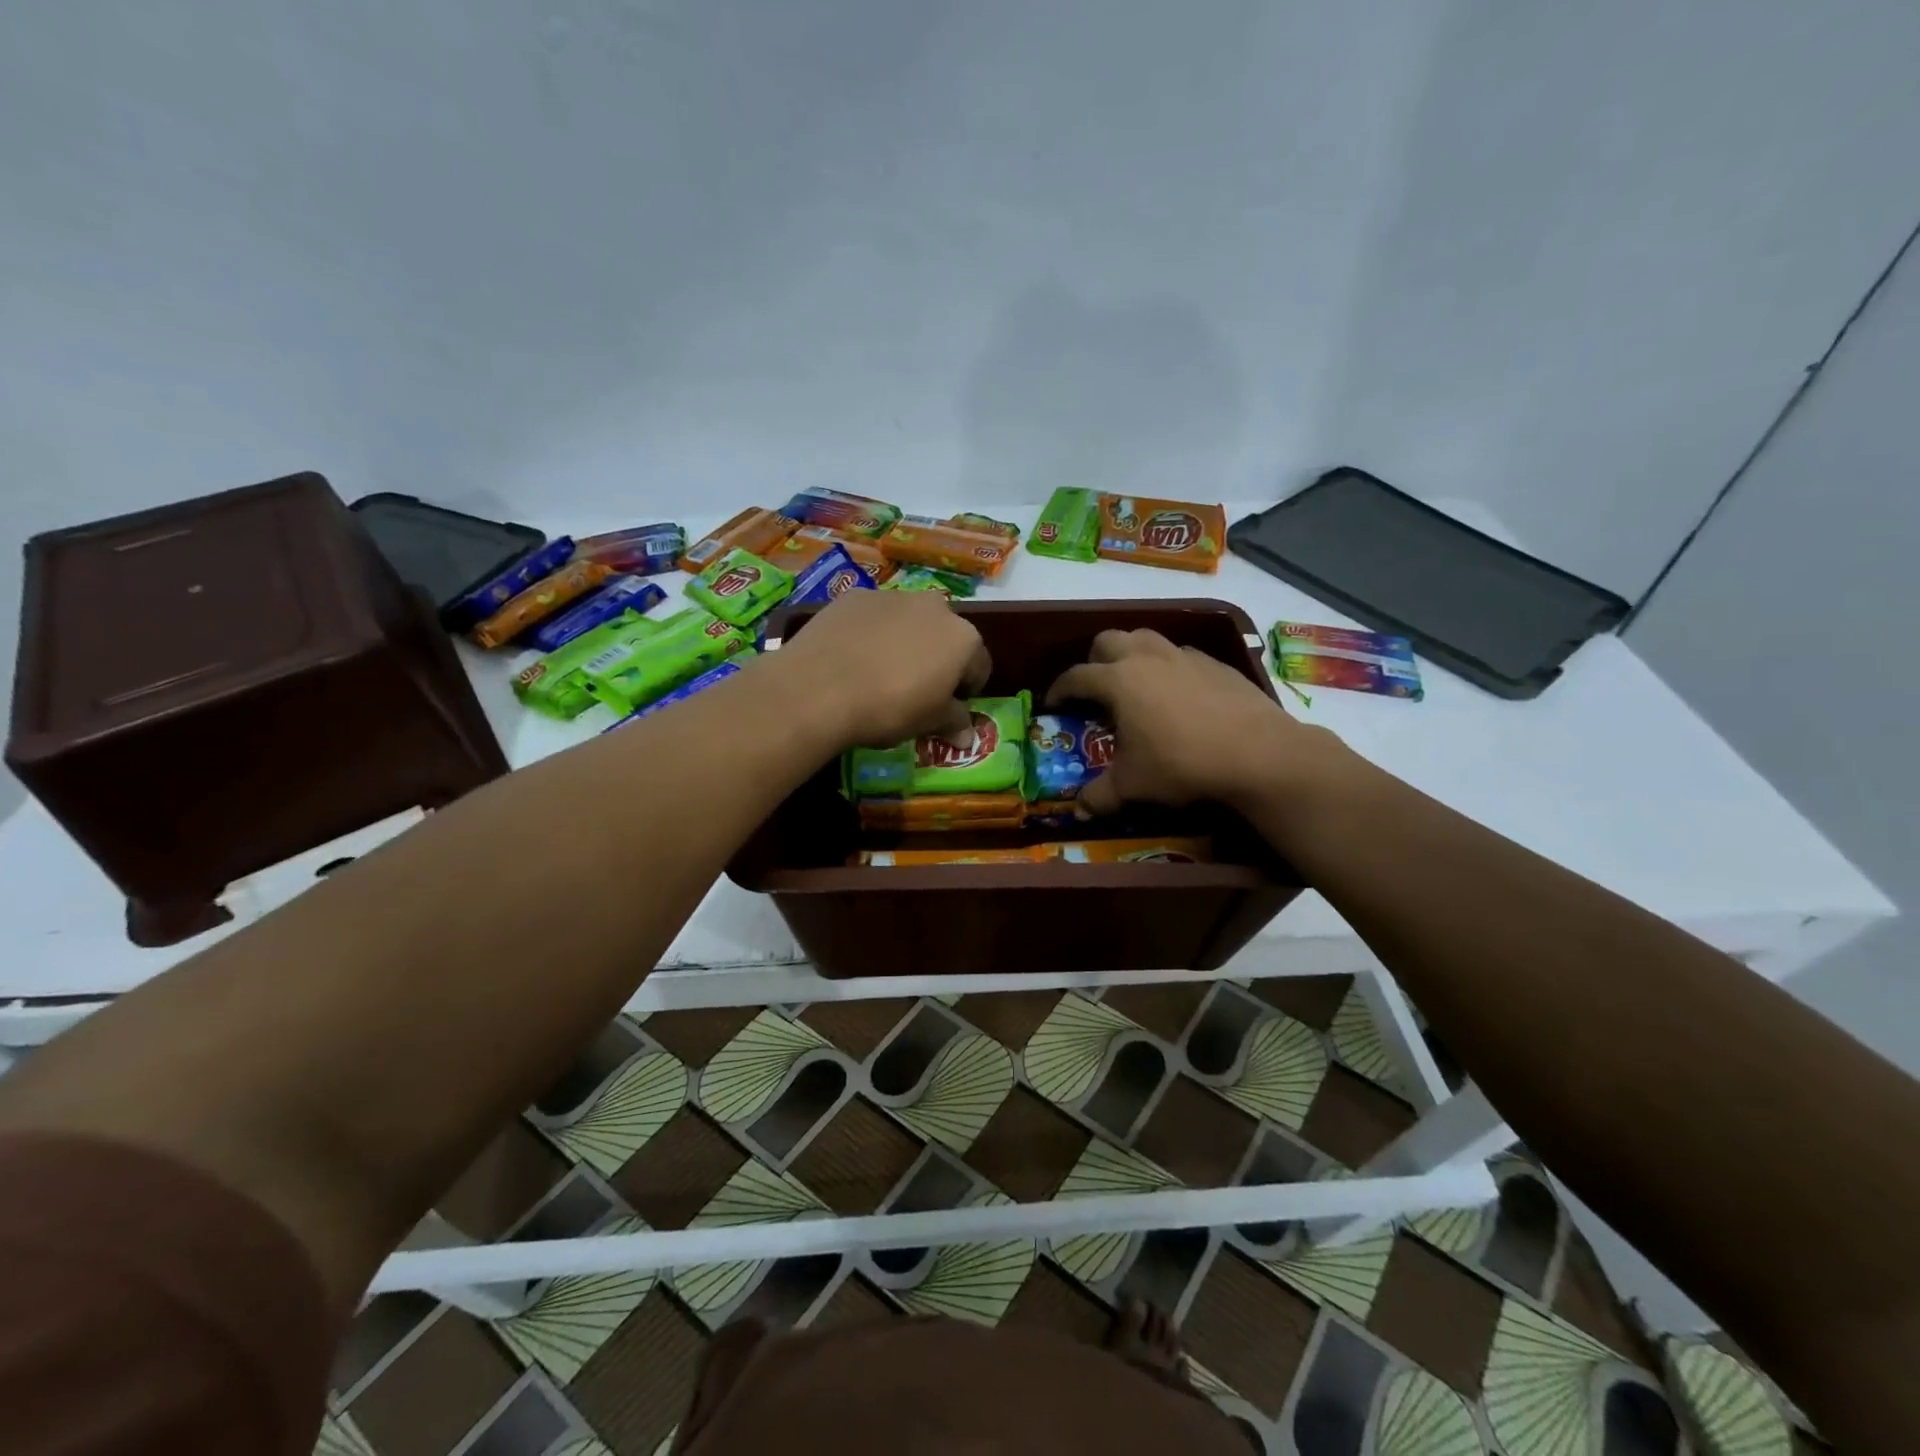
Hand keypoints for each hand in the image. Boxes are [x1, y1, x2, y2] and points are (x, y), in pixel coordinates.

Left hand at [774, 588, 990, 748]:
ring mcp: (893, 596)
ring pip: (909, 622)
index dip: (967, 688)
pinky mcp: (855, 596)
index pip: (979, 665)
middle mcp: (935, 607)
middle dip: (937, 658)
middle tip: (916, 688)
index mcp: (963, 638)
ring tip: (879, 672)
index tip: (950, 706)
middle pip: (945, 636)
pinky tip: (852, 657)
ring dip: (904, 642)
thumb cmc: (889, 708)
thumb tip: (968, 737)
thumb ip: (953, 722)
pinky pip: (874, 617)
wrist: (820, 687)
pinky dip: (871, 633)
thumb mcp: (928, 722)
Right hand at [1046, 629, 1329, 814]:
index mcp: (1117, 680)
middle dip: (1094, 661)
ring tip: (1134, 683)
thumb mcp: (1133, 785)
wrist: (1258, 753)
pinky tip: (1177, 694)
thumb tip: (1080, 811)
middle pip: (1107, 641)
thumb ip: (1100, 796)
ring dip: (1131, 654)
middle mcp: (1145, 658)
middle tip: (1096, 689)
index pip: (1075, 677)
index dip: (1059, 690)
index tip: (1054, 704)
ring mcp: (1182, 655)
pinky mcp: (1213, 662)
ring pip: (1144, 638)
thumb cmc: (1182, 764)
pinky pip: (1178, 654)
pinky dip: (1167, 666)